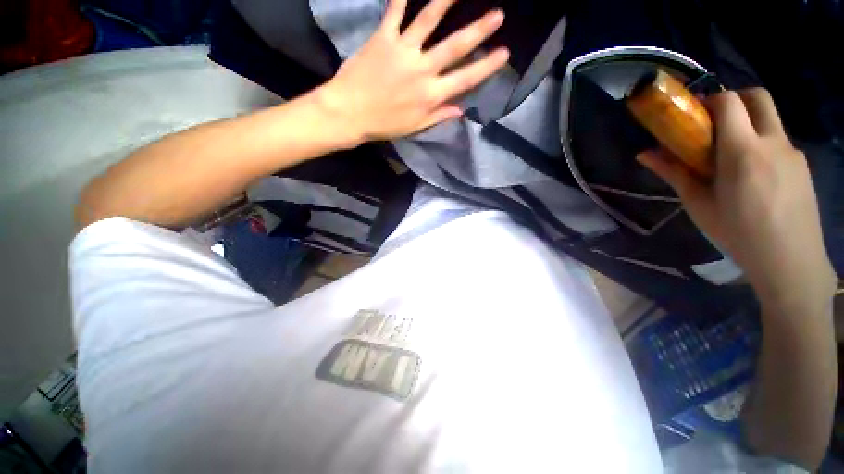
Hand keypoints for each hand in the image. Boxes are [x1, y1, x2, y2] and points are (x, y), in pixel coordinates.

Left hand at [316, 0, 508, 145]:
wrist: (350, 114)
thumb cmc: (384, 124)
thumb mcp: (415, 127)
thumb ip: (439, 116)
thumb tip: (461, 110)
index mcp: (431, 96)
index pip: (466, 79)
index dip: (487, 66)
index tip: (504, 53)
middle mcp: (422, 70)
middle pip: (455, 46)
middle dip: (480, 30)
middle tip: (498, 15)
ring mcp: (403, 51)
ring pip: (429, 19)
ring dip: (447, 0)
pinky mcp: (383, 38)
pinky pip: (395, 10)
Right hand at [638, 89, 835, 303]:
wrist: (790, 260)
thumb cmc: (737, 232)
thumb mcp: (699, 204)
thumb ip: (674, 173)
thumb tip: (644, 155)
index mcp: (743, 150)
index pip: (729, 102)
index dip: (709, 100)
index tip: (694, 114)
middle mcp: (772, 141)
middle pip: (757, 96)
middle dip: (734, 99)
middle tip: (715, 122)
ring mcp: (792, 151)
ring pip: (770, 118)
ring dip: (748, 123)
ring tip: (732, 156)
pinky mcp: (802, 164)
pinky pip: (779, 140)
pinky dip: (762, 144)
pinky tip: (754, 175)